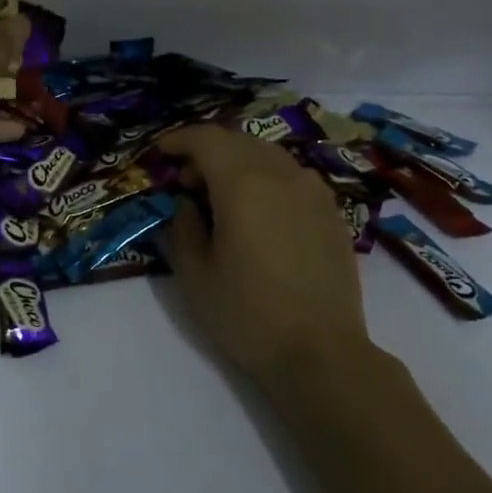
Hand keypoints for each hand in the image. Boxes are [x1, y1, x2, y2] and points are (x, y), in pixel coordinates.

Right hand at [157, 124, 373, 390]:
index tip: (160, 154)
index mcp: (243, 184)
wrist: (321, 353)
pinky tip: (258, 212)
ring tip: (220, 196)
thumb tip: (185, 203)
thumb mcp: (195, 274)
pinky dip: (266, 178)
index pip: (206, 139)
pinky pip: (291, 176)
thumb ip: (182, 227)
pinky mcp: (331, 212)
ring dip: (238, 162)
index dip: (178, 140)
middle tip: (185, 181)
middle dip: (206, 151)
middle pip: (238, 140)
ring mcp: (313, 191)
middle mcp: (281, 175)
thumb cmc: (247, 314)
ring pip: (268, 155)